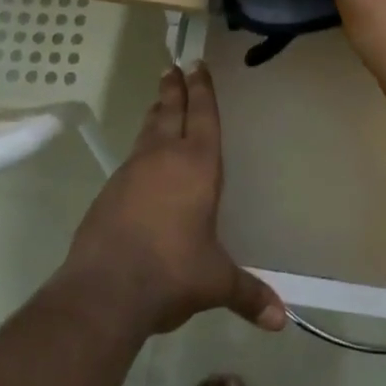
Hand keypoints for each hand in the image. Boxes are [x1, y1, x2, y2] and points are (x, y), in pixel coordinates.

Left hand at [62, 63, 286, 335]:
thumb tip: (280, 320)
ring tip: (159, 102)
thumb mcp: (215, 282)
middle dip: (174, 89)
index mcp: (196, 166)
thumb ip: (248, 293)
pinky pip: (131, 158)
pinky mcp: (109, 192)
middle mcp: (163, 159)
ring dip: (156, 114)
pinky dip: (140, 149)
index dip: (202, 90)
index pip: (201, 116)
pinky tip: (141, 161)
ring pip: (147, 131)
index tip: (196, 65)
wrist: (105, 289)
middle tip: (173, 67)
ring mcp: (131, 172)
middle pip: (170, 112)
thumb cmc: (172, 272)